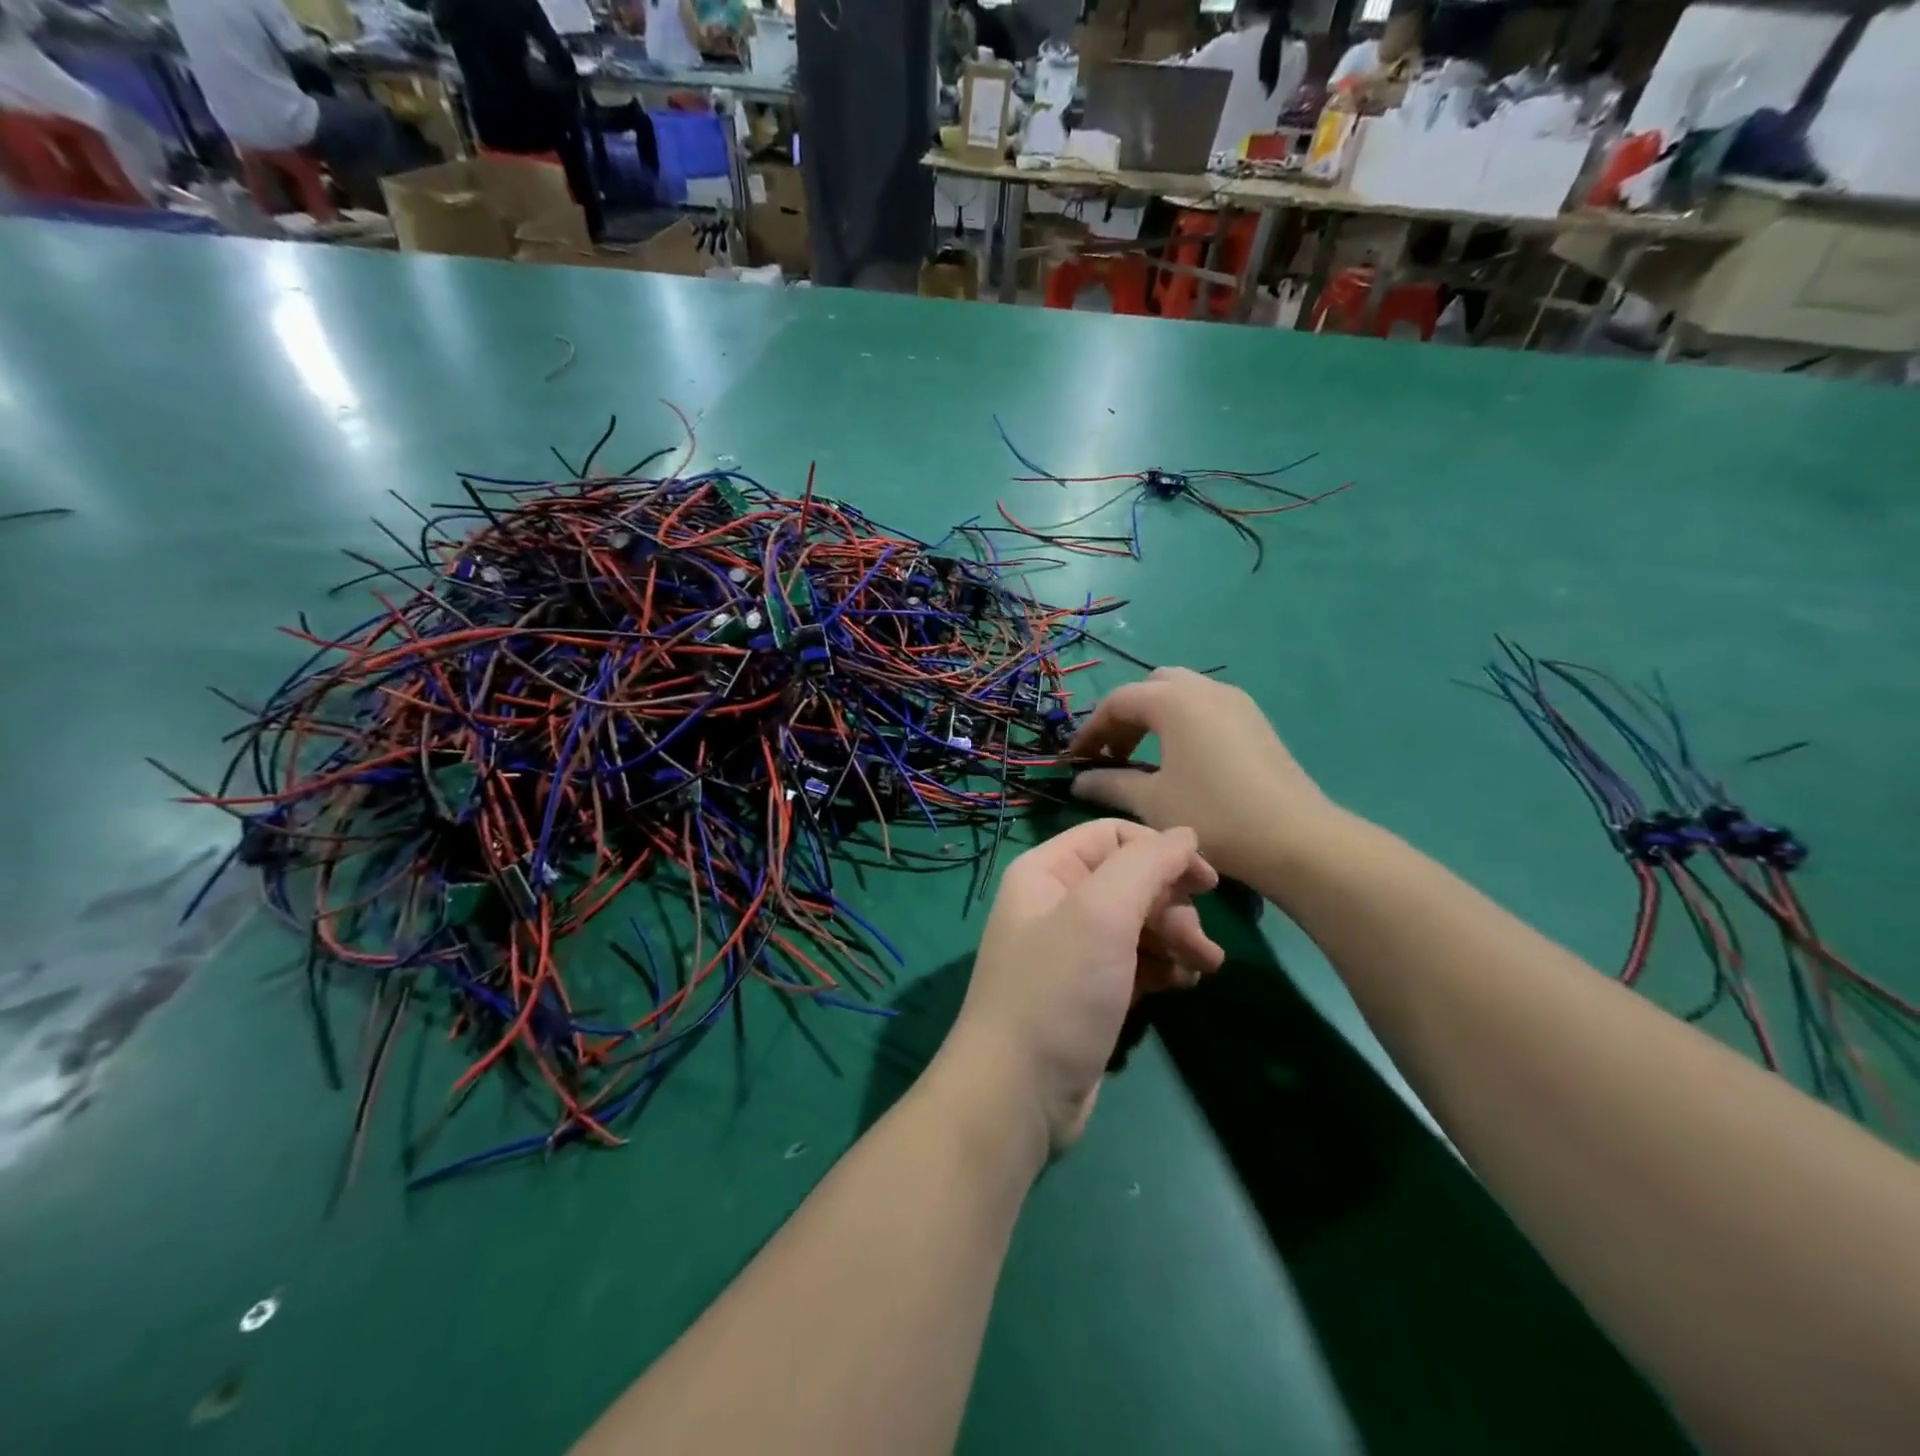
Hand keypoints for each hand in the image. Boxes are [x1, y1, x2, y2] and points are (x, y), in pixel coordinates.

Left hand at [940, 820, 1222, 1151]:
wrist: (1018, 1093)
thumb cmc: (1058, 991)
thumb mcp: (1102, 914)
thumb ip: (1146, 864)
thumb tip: (1185, 834)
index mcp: (1047, 872)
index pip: (1113, 836)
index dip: (1162, 850)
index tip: (1207, 881)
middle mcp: (1057, 903)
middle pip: (1131, 880)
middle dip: (1173, 905)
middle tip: (1200, 943)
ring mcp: (1072, 951)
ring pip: (1138, 924)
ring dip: (1176, 938)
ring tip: (1205, 967)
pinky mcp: (1089, 992)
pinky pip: (1135, 963)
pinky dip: (1163, 967)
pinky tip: (1184, 986)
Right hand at [1070, 667, 1333, 886]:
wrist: (1295, 839)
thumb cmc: (1212, 815)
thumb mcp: (1151, 802)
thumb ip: (1109, 785)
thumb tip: (1078, 781)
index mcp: (1174, 700)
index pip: (1118, 701)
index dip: (1090, 729)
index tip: (1075, 759)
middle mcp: (1205, 688)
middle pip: (1151, 688)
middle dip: (1125, 716)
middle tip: (1112, 754)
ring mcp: (1236, 702)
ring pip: (1181, 694)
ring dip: (1154, 718)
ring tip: (1142, 759)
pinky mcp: (1255, 721)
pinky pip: (1206, 707)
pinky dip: (1182, 723)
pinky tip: (1181, 761)